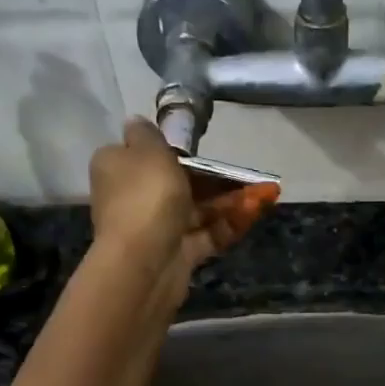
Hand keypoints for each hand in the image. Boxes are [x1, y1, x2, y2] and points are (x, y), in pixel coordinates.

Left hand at [88, 119, 277, 281]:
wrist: (144, 263)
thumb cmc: (146, 197)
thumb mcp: (148, 150)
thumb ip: (148, 134)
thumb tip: (136, 123)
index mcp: (117, 167)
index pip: (141, 153)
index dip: (170, 149)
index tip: (198, 147)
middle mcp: (133, 197)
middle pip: (178, 182)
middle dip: (216, 177)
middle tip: (248, 172)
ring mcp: (157, 228)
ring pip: (198, 209)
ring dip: (232, 200)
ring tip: (267, 193)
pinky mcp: (178, 254)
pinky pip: (207, 234)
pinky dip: (230, 223)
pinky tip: (257, 211)